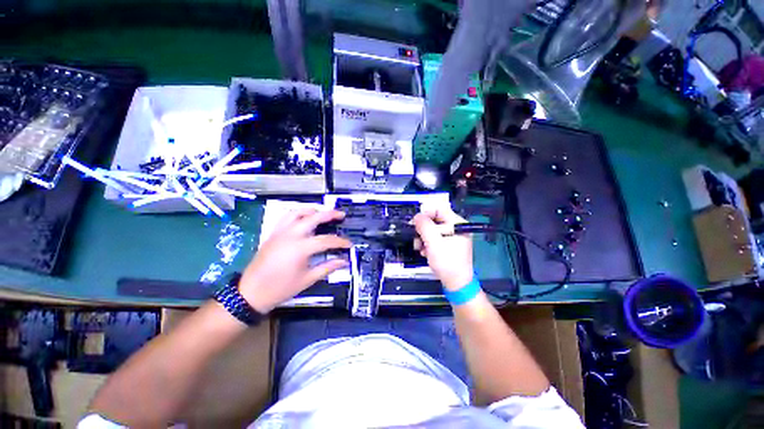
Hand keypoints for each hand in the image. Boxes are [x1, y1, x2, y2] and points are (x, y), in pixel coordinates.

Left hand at [239, 208, 350, 312]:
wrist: (250, 293)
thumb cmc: (280, 289)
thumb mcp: (307, 280)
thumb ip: (327, 267)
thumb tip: (344, 261)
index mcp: (300, 248)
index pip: (326, 240)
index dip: (340, 242)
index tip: (349, 244)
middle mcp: (290, 235)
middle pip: (313, 218)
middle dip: (330, 214)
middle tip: (341, 215)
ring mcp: (280, 232)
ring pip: (297, 212)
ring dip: (312, 210)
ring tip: (322, 213)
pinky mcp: (273, 234)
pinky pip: (286, 217)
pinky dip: (298, 214)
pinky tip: (304, 219)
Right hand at [413, 206, 473, 290]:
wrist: (456, 284)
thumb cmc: (447, 263)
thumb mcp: (434, 243)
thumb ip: (424, 226)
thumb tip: (417, 216)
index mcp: (457, 224)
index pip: (439, 209)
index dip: (426, 213)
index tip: (415, 222)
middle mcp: (455, 228)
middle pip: (434, 220)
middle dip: (423, 229)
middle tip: (417, 238)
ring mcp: (451, 237)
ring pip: (431, 230)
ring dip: (423, 238)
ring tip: (420, 248)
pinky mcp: (447, 245)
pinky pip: (433, 238)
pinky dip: (427, 244)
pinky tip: (425, 252)